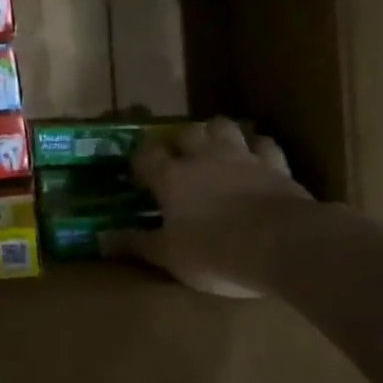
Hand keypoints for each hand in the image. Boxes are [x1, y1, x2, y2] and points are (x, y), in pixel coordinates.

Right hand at [113, 119, 311, 298]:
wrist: (282, 245)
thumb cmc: (214, 252)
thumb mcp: (169, 255)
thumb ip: (136, 244)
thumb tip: (100, 240)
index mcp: (171, 177)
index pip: (146, 156)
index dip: (140, 161)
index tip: (138, 173)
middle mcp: (204, 158)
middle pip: (186, 133)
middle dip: (179, 141)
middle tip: (178, 158)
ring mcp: (243, 157)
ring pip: (225, 127)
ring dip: (217, 133)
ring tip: (214, 147)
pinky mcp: (277, 166)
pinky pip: (266, 144)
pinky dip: (258, 146)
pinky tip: (257, 155)